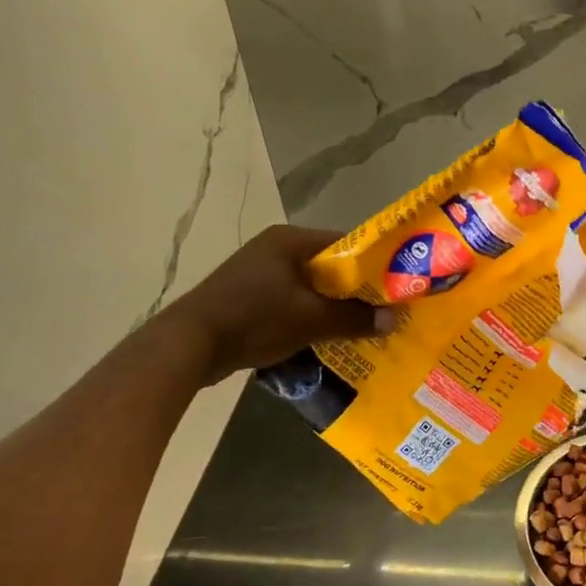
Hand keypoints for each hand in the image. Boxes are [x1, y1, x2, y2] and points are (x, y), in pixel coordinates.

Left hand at [169, 225, 390, 374]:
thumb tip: (393, 320)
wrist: (189, 345)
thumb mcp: (311, 319)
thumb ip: (354, 318)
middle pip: (328, 267)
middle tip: (383, 310)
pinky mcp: (247, 299)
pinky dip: (309, 318)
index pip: (344, 243)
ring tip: (361, 327)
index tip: (396, 284)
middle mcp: (274, 250)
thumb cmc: (254, 319)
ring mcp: (257, 274)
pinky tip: (326, 338)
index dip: (373, 263)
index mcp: (289, 241)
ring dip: (332, 307)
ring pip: (309, 288)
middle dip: (355, 290)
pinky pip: (291, 303)